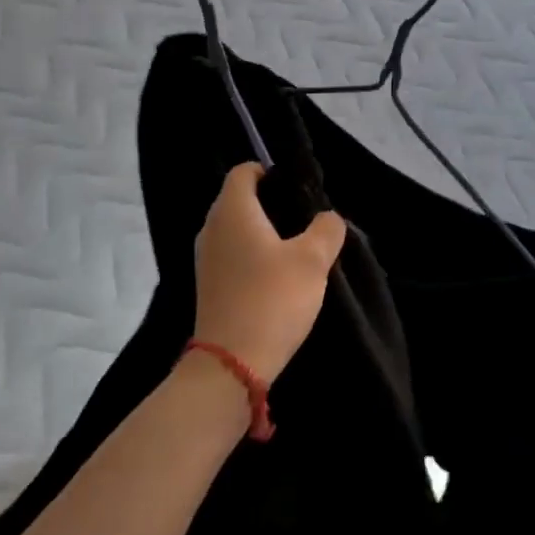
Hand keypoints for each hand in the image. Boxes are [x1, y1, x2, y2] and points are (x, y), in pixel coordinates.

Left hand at [192, 164, 345, 382]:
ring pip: (235, 229)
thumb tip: (328, 218)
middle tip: (303, 219)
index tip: (295, 189)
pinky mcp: (208, 285)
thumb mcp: (313, 261)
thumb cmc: (272, 299)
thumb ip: (326, 230)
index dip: (268, 172)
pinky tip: (276, 277)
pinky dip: (251, 256)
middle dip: (269, 203)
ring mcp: (205, 258)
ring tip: (294, 249)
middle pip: (238, 199)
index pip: (243, 171)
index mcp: (232, 210)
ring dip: (261, 233)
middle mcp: (212, 227)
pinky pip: (231, 255)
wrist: (231, 364)